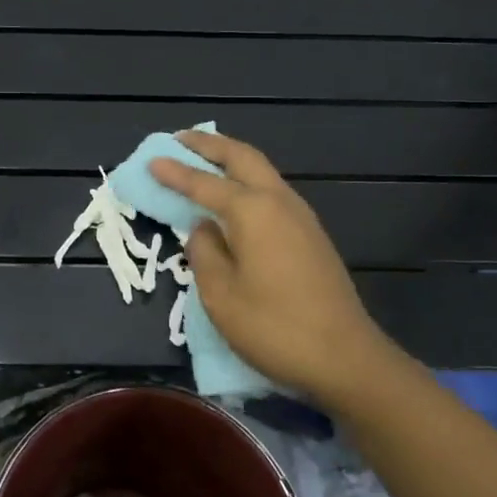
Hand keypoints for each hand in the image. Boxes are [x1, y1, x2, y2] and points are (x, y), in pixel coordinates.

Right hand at [149, 130, 387, 400]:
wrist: (345, 358)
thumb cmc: (274, 327)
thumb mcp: (221, 295)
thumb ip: (204, 252)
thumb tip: (204, 228)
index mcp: (253, 211)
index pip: (204, 183)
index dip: (175, 172)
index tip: (151, 160)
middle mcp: (279, 201)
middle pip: (242, 157)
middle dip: (210, 144)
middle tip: (180, 139)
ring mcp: (301, 216)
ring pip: (261, 171)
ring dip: (231, 159)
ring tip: (204, 160)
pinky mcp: (311, 235)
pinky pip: (271, 191)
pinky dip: (247, 181)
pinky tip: (234, 197)